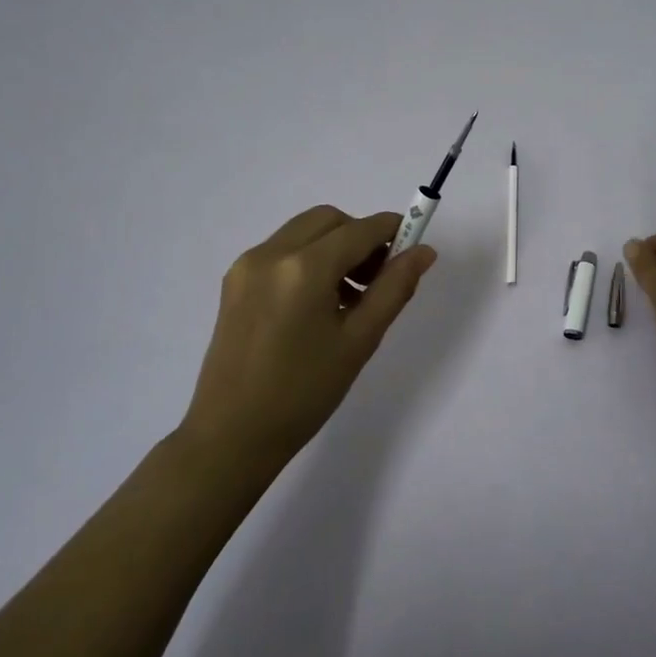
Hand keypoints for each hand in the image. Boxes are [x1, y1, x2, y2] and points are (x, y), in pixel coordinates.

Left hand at [181, 205, 435, 468]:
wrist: (231, 435)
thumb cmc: (304, 393)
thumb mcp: (359, 341)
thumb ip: (394, 288)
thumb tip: (423, 252)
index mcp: (304, 268)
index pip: (360, 229)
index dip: (392, 231)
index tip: (413, 247)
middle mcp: (271, 253)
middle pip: (329, 220)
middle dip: (360, 236)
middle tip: (378, 278)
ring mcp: (247, 265)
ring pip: (304, 232)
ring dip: (334, 246)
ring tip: (350, 296)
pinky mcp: (234, 281)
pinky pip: (281, 250)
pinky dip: (308, 259)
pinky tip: (318, 303)